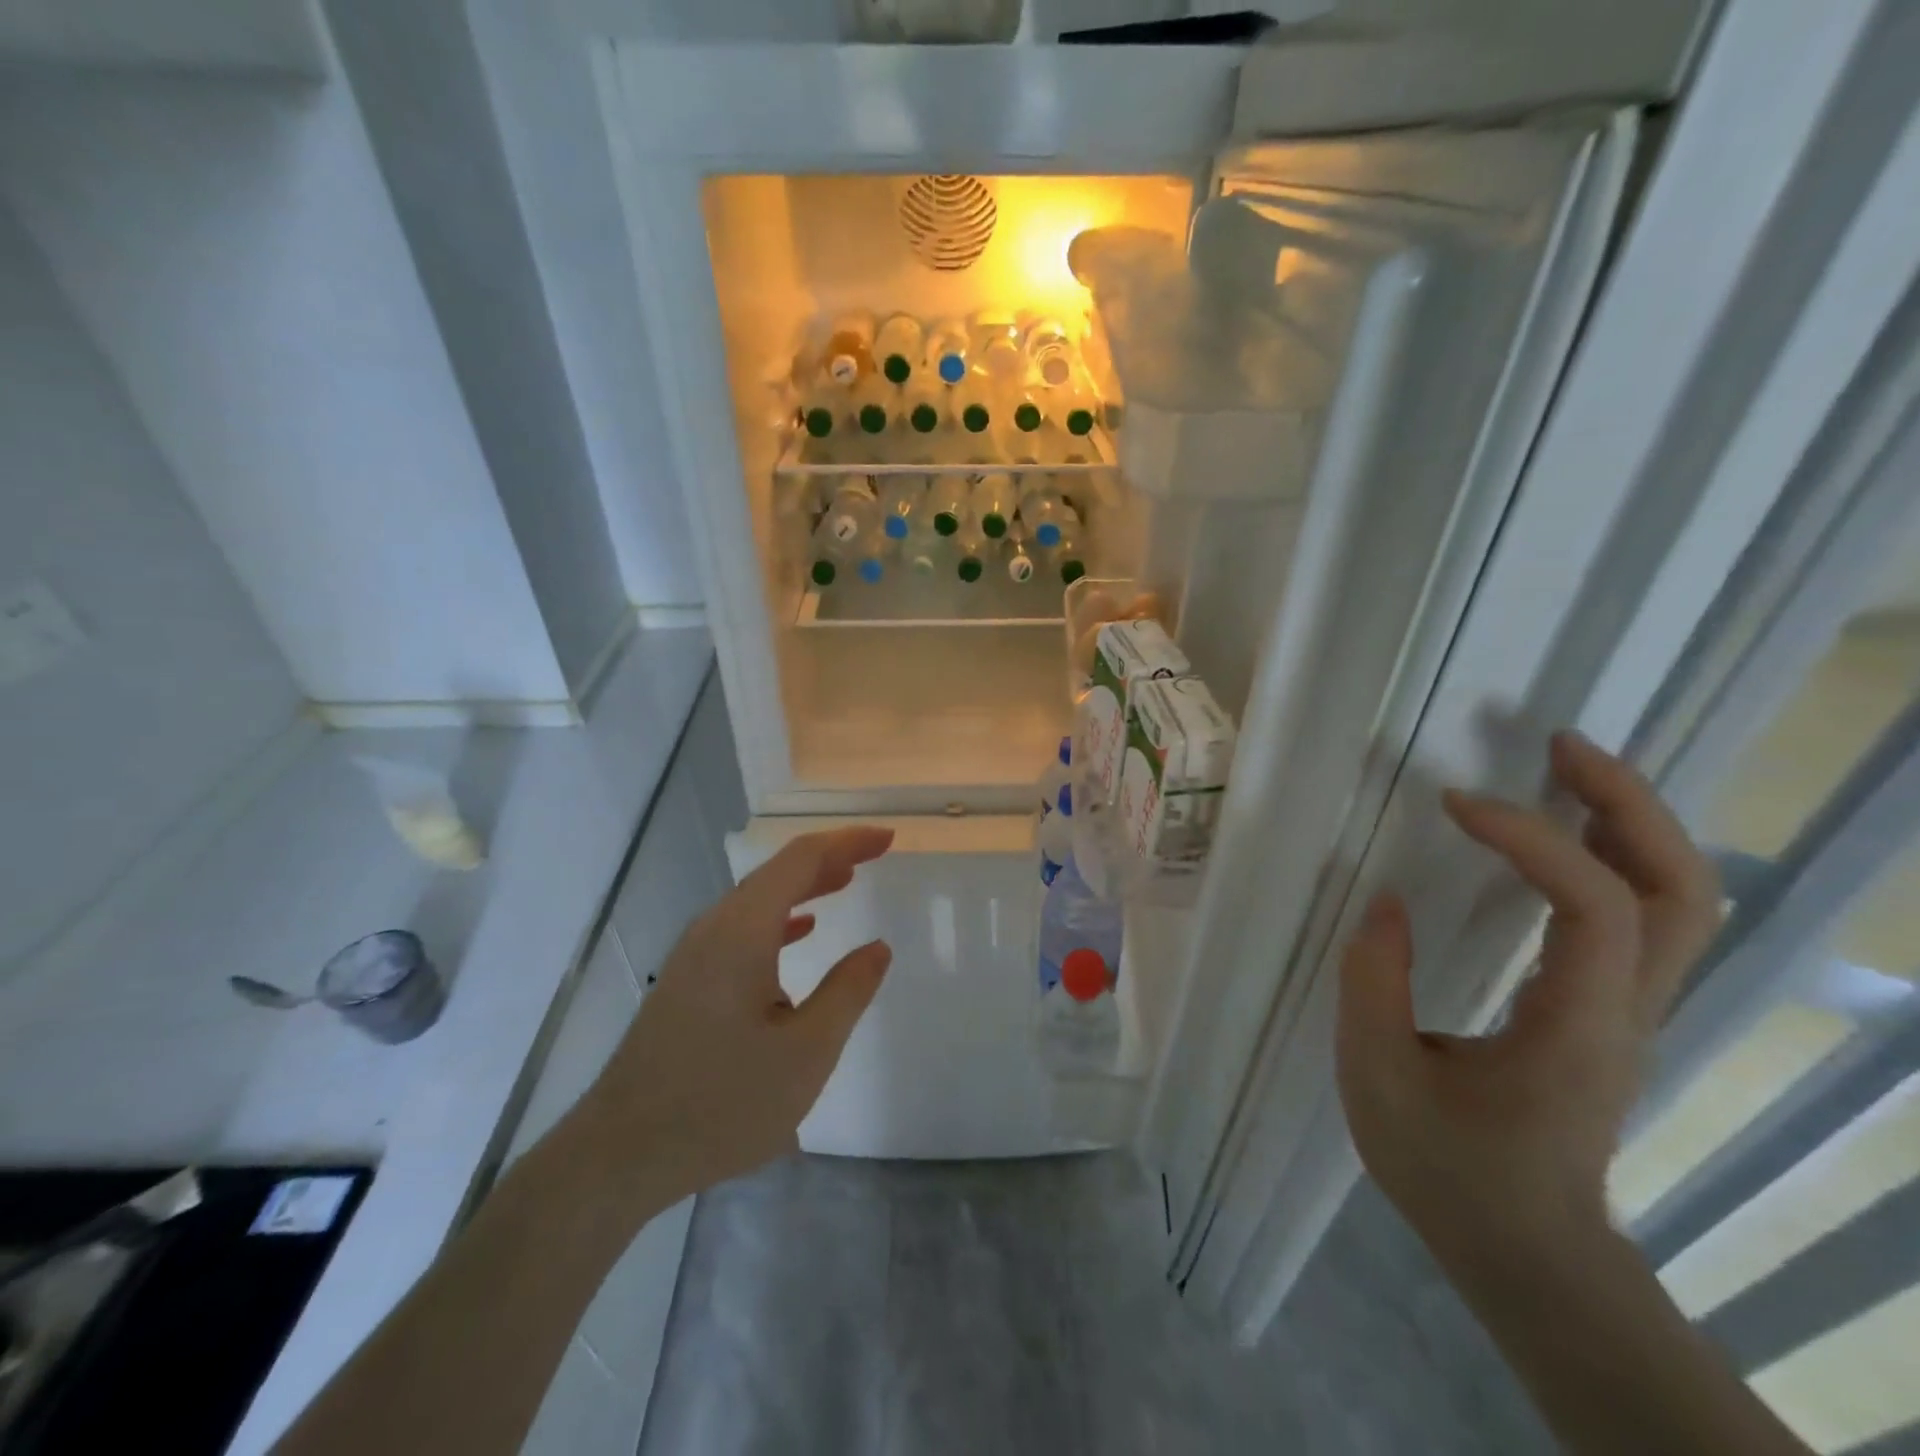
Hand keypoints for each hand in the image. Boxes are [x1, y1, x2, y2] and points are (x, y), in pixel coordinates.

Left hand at [574, 826, 893, 1205]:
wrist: (619, 1154)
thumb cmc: (721, 1102)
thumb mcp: (806, 1052)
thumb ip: (847, 992)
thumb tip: (877, 947)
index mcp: (742, 931)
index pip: (800, 860)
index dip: (847, 843)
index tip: (887, 838)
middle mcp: (714, 928)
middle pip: (777, 873)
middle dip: (829, 858)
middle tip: (874, 854)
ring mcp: (695, 955)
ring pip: (758, 900)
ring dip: (804, 886)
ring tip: (845, 882)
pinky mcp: (687, 981)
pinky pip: (742, 928)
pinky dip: (780, 918)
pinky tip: (801, 932)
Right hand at [1336, 732, 1720, 1264]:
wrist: (1524, 1249)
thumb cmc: (1447, 1168)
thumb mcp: (1379, 1076)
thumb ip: (1373, 982)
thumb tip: (1386, 901)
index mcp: (1577, 1026)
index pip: (1595, 905)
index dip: (1532, 838)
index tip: (1455, 803)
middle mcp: (1627, 1009)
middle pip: (1682, 889)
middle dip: (1628, 803)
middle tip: (1557, 745)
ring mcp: (1629, 1010)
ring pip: (1677, 900)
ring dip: (1629, 822)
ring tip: (1561, 770)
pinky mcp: (1608, 1009)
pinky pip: (1637, 916)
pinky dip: (1611, 856)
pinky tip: (1557, 835)